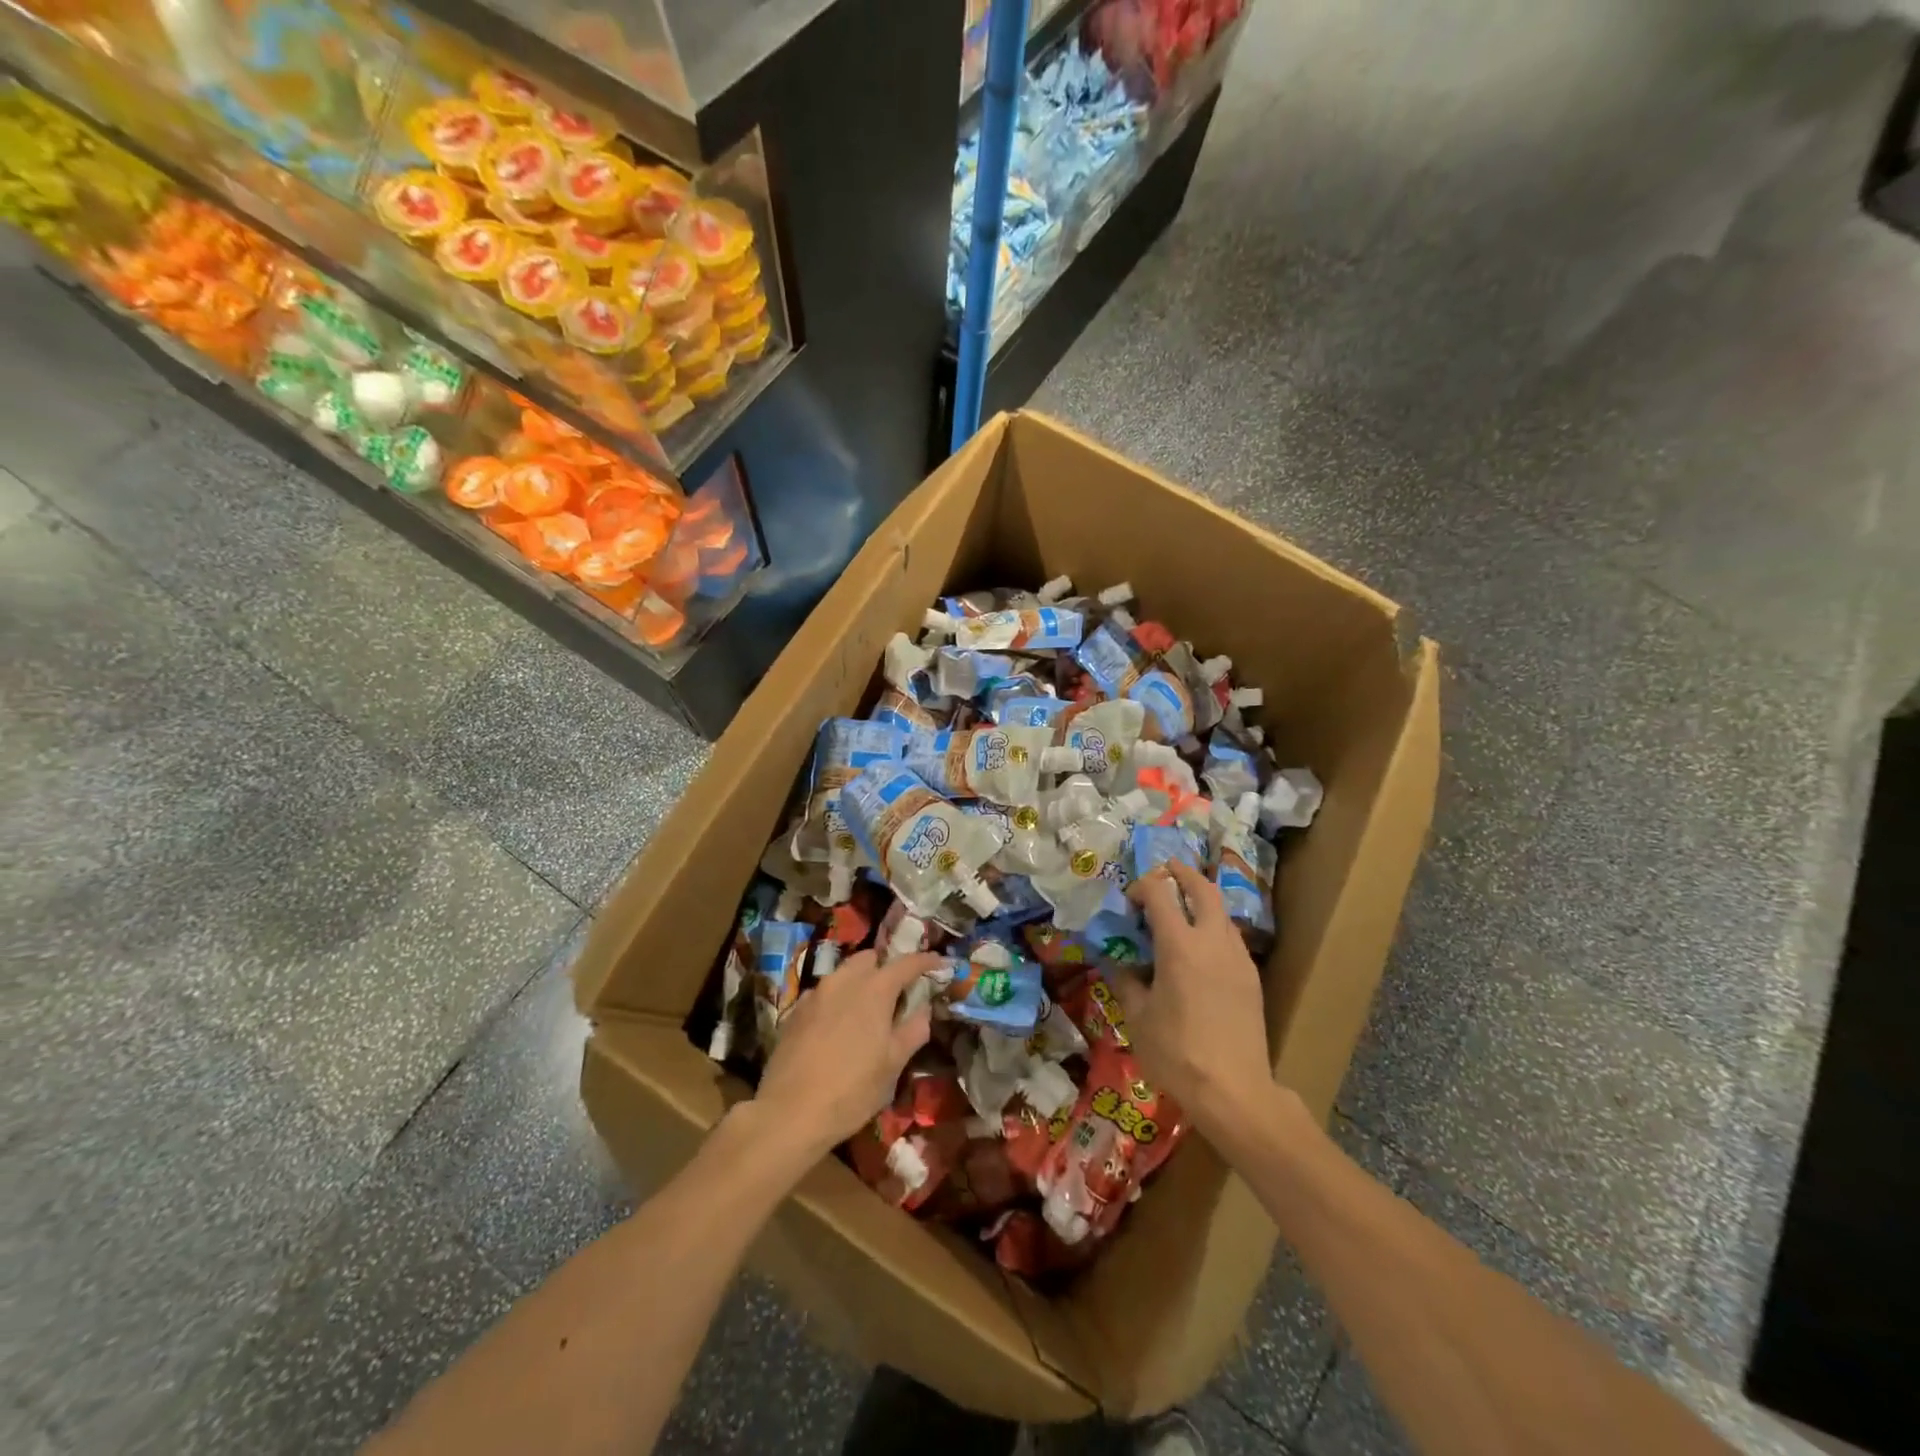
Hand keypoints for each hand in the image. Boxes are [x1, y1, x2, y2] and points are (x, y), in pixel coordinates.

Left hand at [752, 950, 940, 1160]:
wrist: (789, 1113)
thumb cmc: (852, 1090)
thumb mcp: (893, 1065)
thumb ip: (913, 1030)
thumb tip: (923, 1009)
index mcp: (874, 989)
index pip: (906, 963)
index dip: (926, 960)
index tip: (940, 962)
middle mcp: (843, 981)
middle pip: (870, 959)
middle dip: (887, 967)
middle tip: (898, 991)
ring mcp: (815, 994)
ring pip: (844, 973)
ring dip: (860, 981)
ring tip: (868, 1009)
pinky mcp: (795, 1011)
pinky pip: (823, 993)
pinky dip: (837, 999)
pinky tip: (838, 1025)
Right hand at [1117, 861, 1274, 1136]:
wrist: (1235, 1092)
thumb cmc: (1177, 1054)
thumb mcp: (1138, 1017)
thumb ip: (1127, 981)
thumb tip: (1121, 963)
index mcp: (1179, 946)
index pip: (1159, 893)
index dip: (1141, 887)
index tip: (1129, 901)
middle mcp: (1212, 941)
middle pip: (1202, 888)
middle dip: (1182, 873)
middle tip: (1165, 871)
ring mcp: (1237, 957)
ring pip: (1221, 911)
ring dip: (1201, 899)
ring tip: (1182, 909)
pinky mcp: (1251, 977)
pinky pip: (1230, 936)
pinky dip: (1213, 926)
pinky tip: (1201, 949)